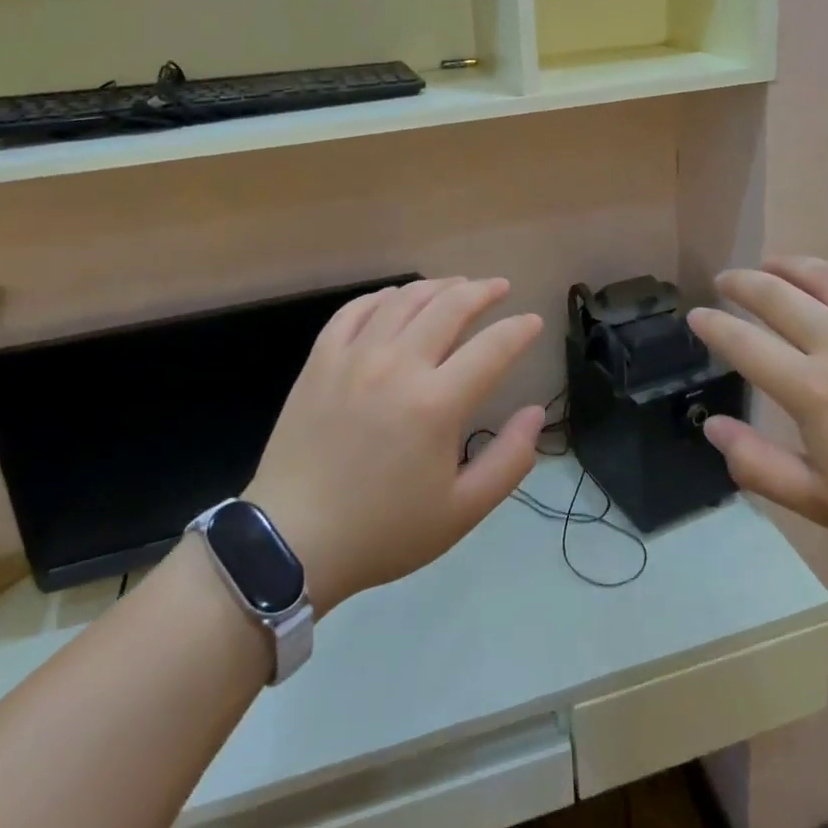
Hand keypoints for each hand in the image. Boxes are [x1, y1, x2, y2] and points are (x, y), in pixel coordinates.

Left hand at [243, 278, 544, 610]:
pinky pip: (355, 310)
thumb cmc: (384, 531)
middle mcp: (398, 366)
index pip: (493, 347)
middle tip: (500, 287)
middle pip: (450, 306)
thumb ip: (509, 460)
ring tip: (457, 286)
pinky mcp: (320, 360)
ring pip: (404, 299)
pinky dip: (383, 296)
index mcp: (437, 403)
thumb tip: (534, 413)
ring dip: (438, 286)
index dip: (519, 329)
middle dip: (482, 291)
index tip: (533, 322)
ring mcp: (354, 357)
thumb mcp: (462, 511)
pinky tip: (397, 298)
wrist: (293, 541)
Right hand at [686, 258, 827, 571]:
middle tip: (725, 281)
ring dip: (788, 264)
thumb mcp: (823, 503)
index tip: (696, 316)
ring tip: (769, 264)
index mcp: (813, 390)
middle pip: (776, 295)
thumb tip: (712, 426)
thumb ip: (758, 465)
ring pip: (824, 275)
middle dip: (741, 283)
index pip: (743, 343)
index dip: (712, 325)